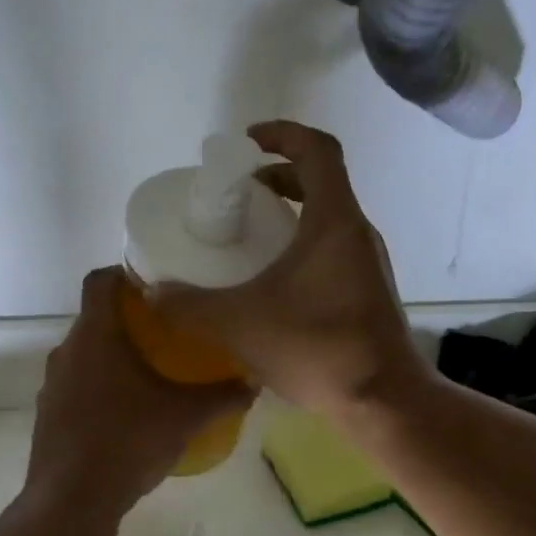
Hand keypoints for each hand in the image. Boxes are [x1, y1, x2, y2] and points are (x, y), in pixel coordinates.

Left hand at [25, 267, 253, 518]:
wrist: (73, 500)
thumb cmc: (129, 441)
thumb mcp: (186, 417)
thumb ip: (223, 396)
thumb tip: (254, 383)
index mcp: (95, 336)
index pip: (100, 281)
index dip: (124, 274)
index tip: (155, 284)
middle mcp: (66, 351)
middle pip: (95, 319)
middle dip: (129, 321)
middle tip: (168, 331)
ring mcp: (52, 385)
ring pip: (85, 355)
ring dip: (113, 356)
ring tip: (151, 372)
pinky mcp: (48, 415)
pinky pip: (76, 386)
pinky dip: (100, 387)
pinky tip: (127, 413)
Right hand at [154, 122, 426, 418]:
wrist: (383, 402)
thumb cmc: (317, 349)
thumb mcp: (240, 325)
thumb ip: (190, 306)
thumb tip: (152, 293)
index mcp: (334, 221)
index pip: (316, 150)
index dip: (282, 134)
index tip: (247, 142)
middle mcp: (358, 233)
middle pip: (322, 182)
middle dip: (278, 177)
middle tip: (238, 194)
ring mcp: (369, 264)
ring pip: (328, 219)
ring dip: (290, 215)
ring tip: (250, 235)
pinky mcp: (369, 291)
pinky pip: (333, 250)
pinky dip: (302, 246)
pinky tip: (274, 282)